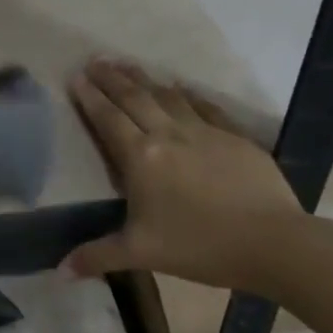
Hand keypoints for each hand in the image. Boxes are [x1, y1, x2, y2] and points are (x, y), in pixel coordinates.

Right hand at [64, 58, 307, 289]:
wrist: (273, 242)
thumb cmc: (200, 246)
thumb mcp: (142, 254)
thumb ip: (98, 256)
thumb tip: (60, 272)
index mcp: (141, 158)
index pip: (109, 119)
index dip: (90, 97)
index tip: (76, 76)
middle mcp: (169, 135)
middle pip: (134, 98)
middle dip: (112, 78)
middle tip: (95, 60)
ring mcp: (204, 132)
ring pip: (168, 96)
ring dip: (144, 79)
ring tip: (128, 65)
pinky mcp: (234, 137)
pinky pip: (204, 106)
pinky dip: (187, 94)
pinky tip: (181, 87)